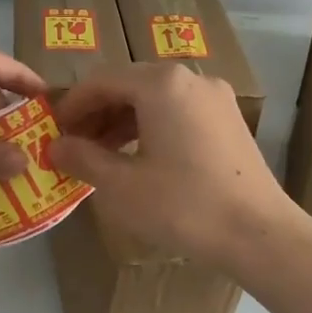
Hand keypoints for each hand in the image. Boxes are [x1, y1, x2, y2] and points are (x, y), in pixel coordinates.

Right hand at [48, 63, 298, 268]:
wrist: (258, 233)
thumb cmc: (183, 206)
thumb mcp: (121, 186)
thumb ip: (82, 158)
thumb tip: (54, 146)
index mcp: (161, 84)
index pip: (101, 81)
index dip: (71, 105)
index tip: (53, 132)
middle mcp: (190, 78)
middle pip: (129, 84)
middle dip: (97, 113)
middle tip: (74, 145)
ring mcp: (215, 97)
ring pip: (155, 98)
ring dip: (123, 120)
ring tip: (102, 154)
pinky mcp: (229, 119)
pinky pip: (178, 110)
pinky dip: (151, 126)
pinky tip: (140, 157)